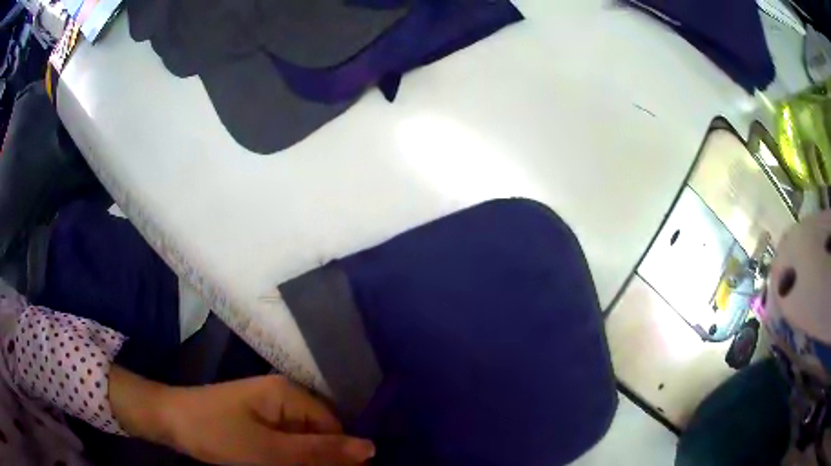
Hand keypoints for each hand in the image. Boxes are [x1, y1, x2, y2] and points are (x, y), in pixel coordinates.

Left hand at [110, 368, 374, 464]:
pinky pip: (284, 441)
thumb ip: (318, 452)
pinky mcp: (258, 420)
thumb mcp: (268, 450)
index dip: (341, 456)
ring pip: (302, 440)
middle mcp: (284, 396)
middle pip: (319, 433)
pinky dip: (287, 458)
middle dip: (320, 460)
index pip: (334, 427)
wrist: (169, 420)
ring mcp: (269, 408)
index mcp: (289, 394)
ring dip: (303, 462)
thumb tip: (371, 448)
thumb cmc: (216, 433)